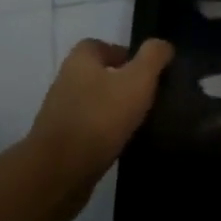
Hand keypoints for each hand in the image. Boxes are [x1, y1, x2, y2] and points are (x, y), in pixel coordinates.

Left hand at [25, 38, 173, 220]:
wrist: (58, 175)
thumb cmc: (100, 118)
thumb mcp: (138, 80)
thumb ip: (153, 57)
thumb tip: (162, 45)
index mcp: (80, 61)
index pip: (100, 45)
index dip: (124, 54)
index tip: (146, 71)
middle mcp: (65, 82)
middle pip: (97, 75)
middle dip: (121, 84)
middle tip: (147, 97)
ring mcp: (59, 115)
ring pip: (93, 104)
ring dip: (112, 111)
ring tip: (138, 122)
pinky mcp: (59, 144)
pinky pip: (87, 131)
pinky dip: (103, 135)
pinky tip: (120, 144)